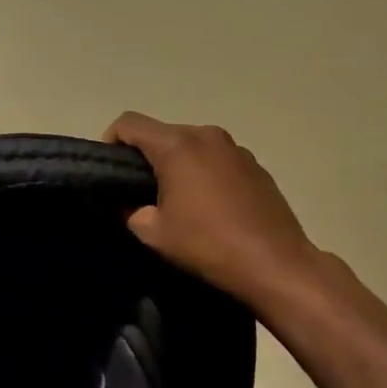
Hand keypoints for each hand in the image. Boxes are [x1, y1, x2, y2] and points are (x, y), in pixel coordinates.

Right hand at [105, 112, 317, 307]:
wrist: (276, 264)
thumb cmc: (208, 245)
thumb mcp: (153, 233)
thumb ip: (126, 210)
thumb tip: (118, 202)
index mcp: (177, 145)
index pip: (129, 123)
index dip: (111, 141)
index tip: (110, 171)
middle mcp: (206, 135)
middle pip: (162, 132)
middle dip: (145, 156)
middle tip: (140, 192)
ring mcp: (235, 148)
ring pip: (191, 145)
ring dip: (177, 164)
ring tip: (177, 200)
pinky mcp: (255, 164)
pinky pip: (216, 158)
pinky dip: (203, 172)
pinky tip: (209, 206)